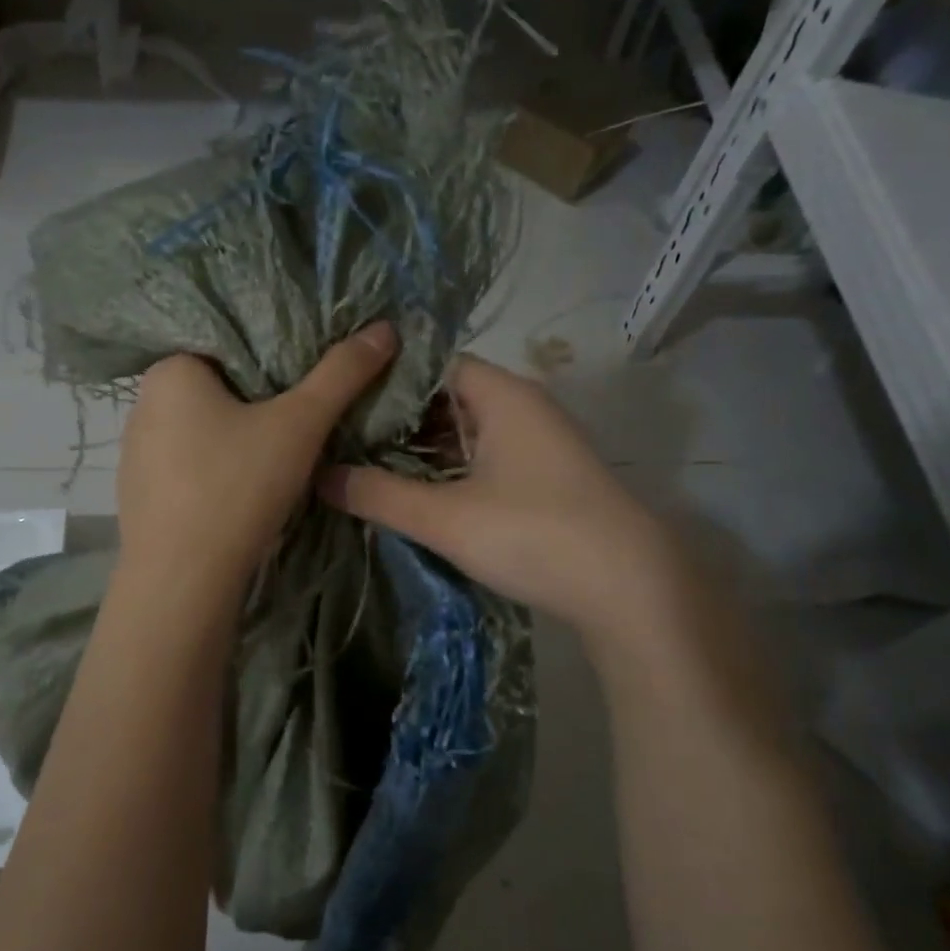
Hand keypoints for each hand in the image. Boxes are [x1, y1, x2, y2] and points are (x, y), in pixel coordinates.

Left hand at [117, 321, 397, 601]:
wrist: (183, 581)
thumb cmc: (237, 487)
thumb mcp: (299, 425)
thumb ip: (342, 374)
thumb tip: (384, 329)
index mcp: (170, 370)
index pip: (230, 345)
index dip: (275, 360)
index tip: (307, 384)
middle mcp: (142, 403)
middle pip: (217, 389)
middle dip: (257, 403)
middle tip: (300, 424)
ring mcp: (134, 452)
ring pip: (200, 431)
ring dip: (235, 440)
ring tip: (274, 463)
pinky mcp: (137, 493)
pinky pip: (185, 467)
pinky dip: (213, 472)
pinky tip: (238, 494)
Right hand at [319, 355, 673, 634]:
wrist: (629, 587)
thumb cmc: (533, 533)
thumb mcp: (444, 517)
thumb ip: (379, 494)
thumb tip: (320, 475)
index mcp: (502, 395)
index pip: (434, 364)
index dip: (388, 380)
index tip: (343, 403)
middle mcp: (523, 408)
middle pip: (449, 398)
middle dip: (399, 420)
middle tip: (345, 441)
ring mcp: (539, 444)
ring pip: (468, 432)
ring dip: (425, 451)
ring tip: (370, 468)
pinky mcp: (546, 479)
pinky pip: (486, 459)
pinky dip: (452, 471)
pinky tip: (420, 495)